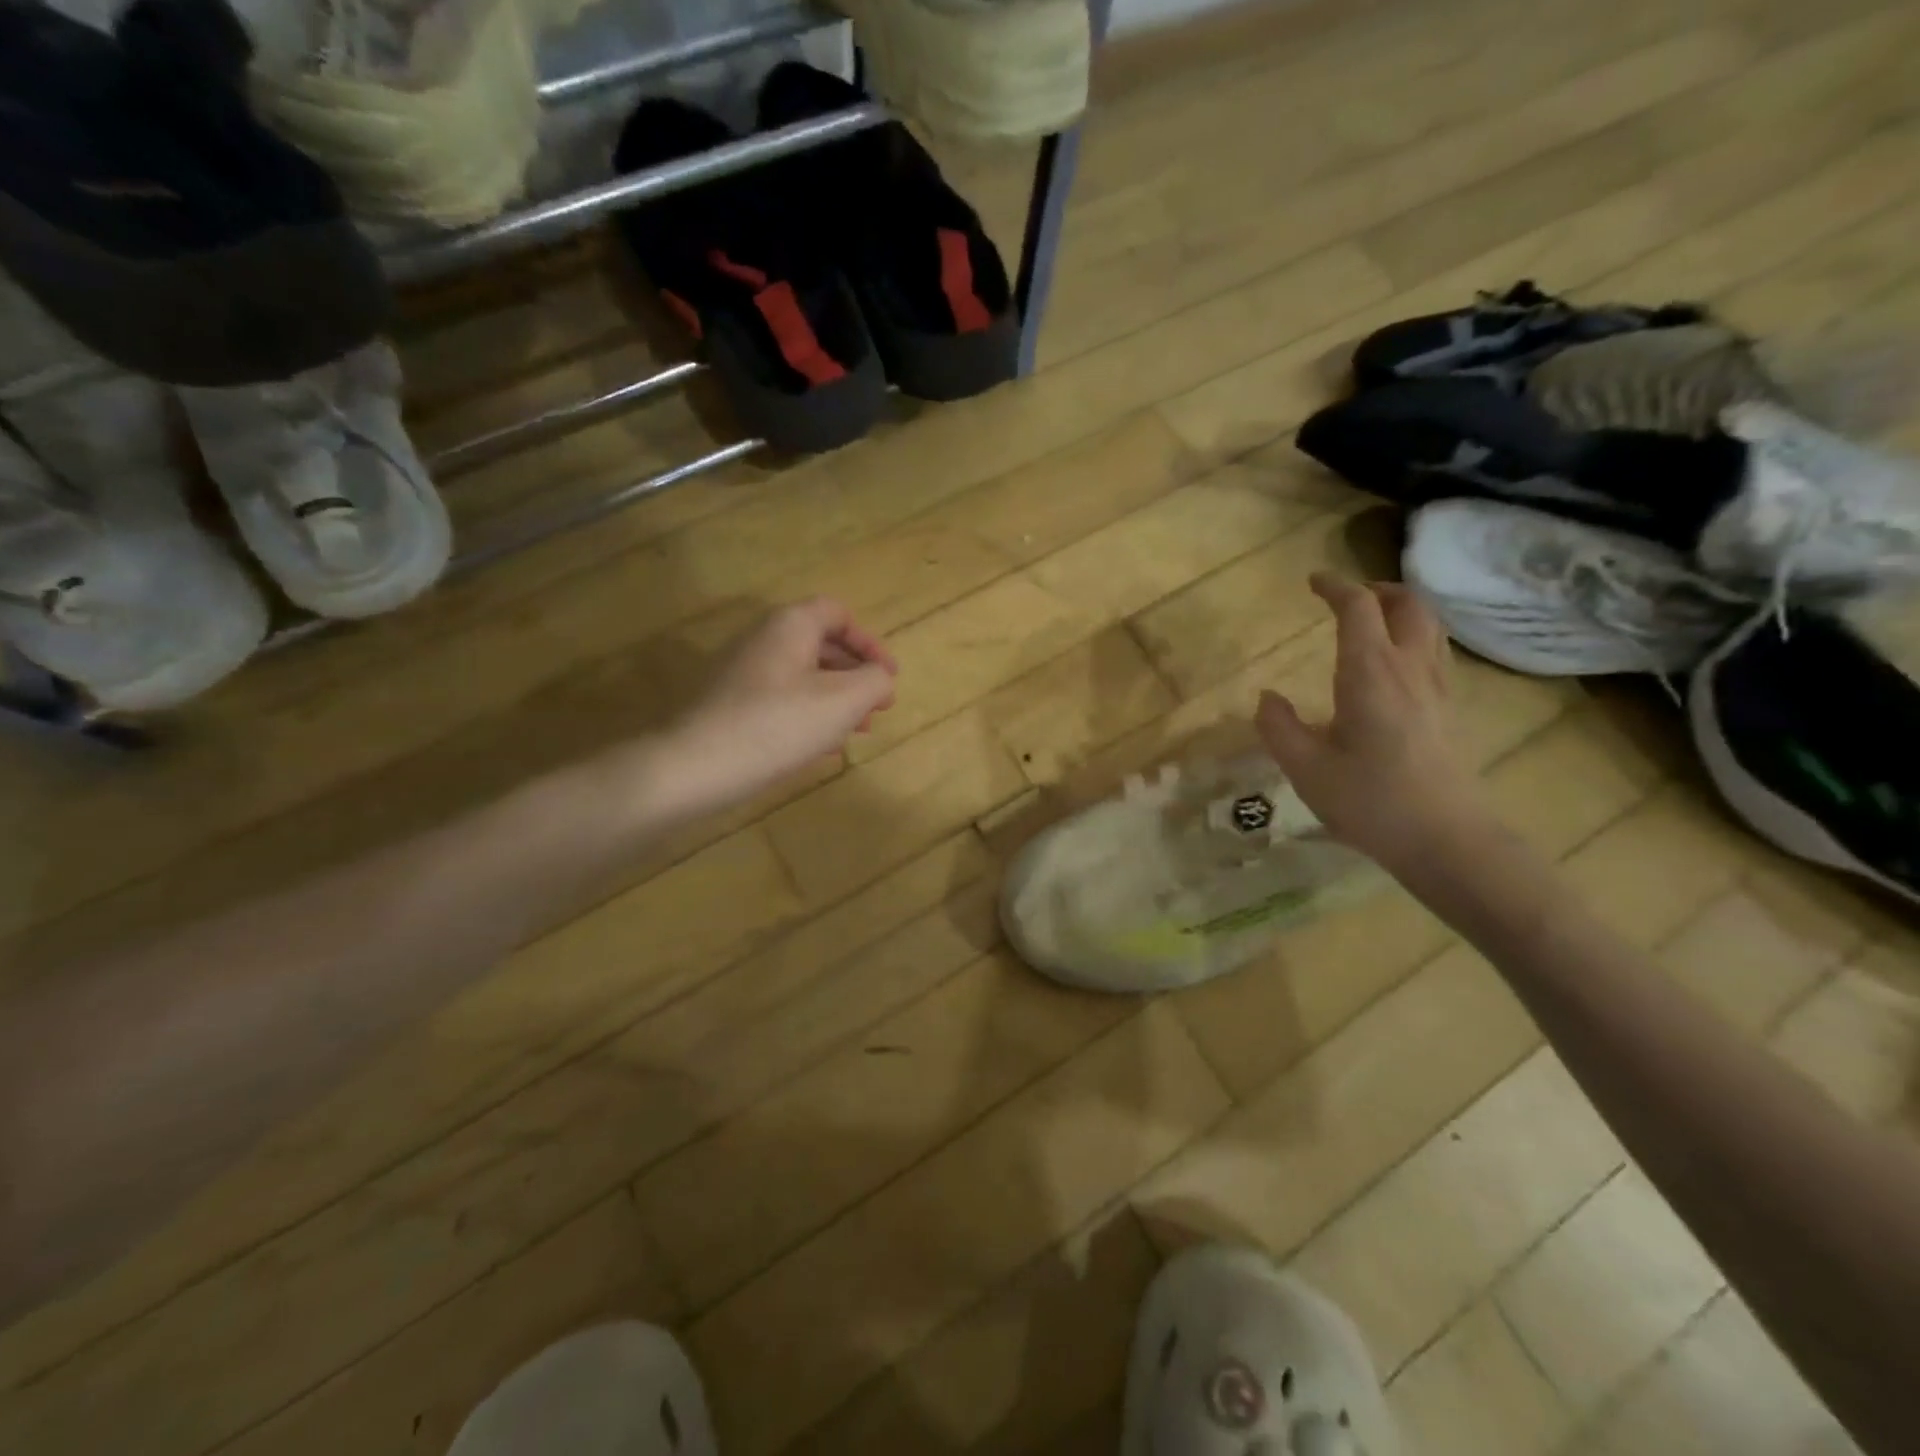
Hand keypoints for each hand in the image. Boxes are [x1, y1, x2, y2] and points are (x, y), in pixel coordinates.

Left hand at [654, 598, 897, 818]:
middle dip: (856, 675)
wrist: (697, 765)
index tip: (888, 676)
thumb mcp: (845, 700)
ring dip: (836, 699)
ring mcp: (742, 672)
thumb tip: (880, 679)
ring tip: (857, 731)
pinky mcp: (730, 704)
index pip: (838, 614)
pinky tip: (822, 746)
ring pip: (803, 676)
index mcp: (791, 625)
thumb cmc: (780, 724)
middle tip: (878, 707)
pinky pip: (781, 699)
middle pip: (821, 645)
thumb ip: (876, 681)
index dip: (869, 642)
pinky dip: (809, 714)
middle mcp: (763, 639)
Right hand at [1255, 573, 1492, 870]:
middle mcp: (1409, 668)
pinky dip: (1413, 637)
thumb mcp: (1305, 767)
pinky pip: (1434, 652)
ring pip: (1429, 626)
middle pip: (1408, 604)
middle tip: (1349, 596)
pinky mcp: (1448, 710)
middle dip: (1378, 589)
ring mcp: (1436, 688)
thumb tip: (1266, 698)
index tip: (1312, 581)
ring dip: (1402, 609)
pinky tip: (1393, 665)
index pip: (1357, 608)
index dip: (1335, 586)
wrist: (1445, 839)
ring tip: (1373, 620)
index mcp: (1370, 672)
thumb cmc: (1369, 800)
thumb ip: (1278, 727)